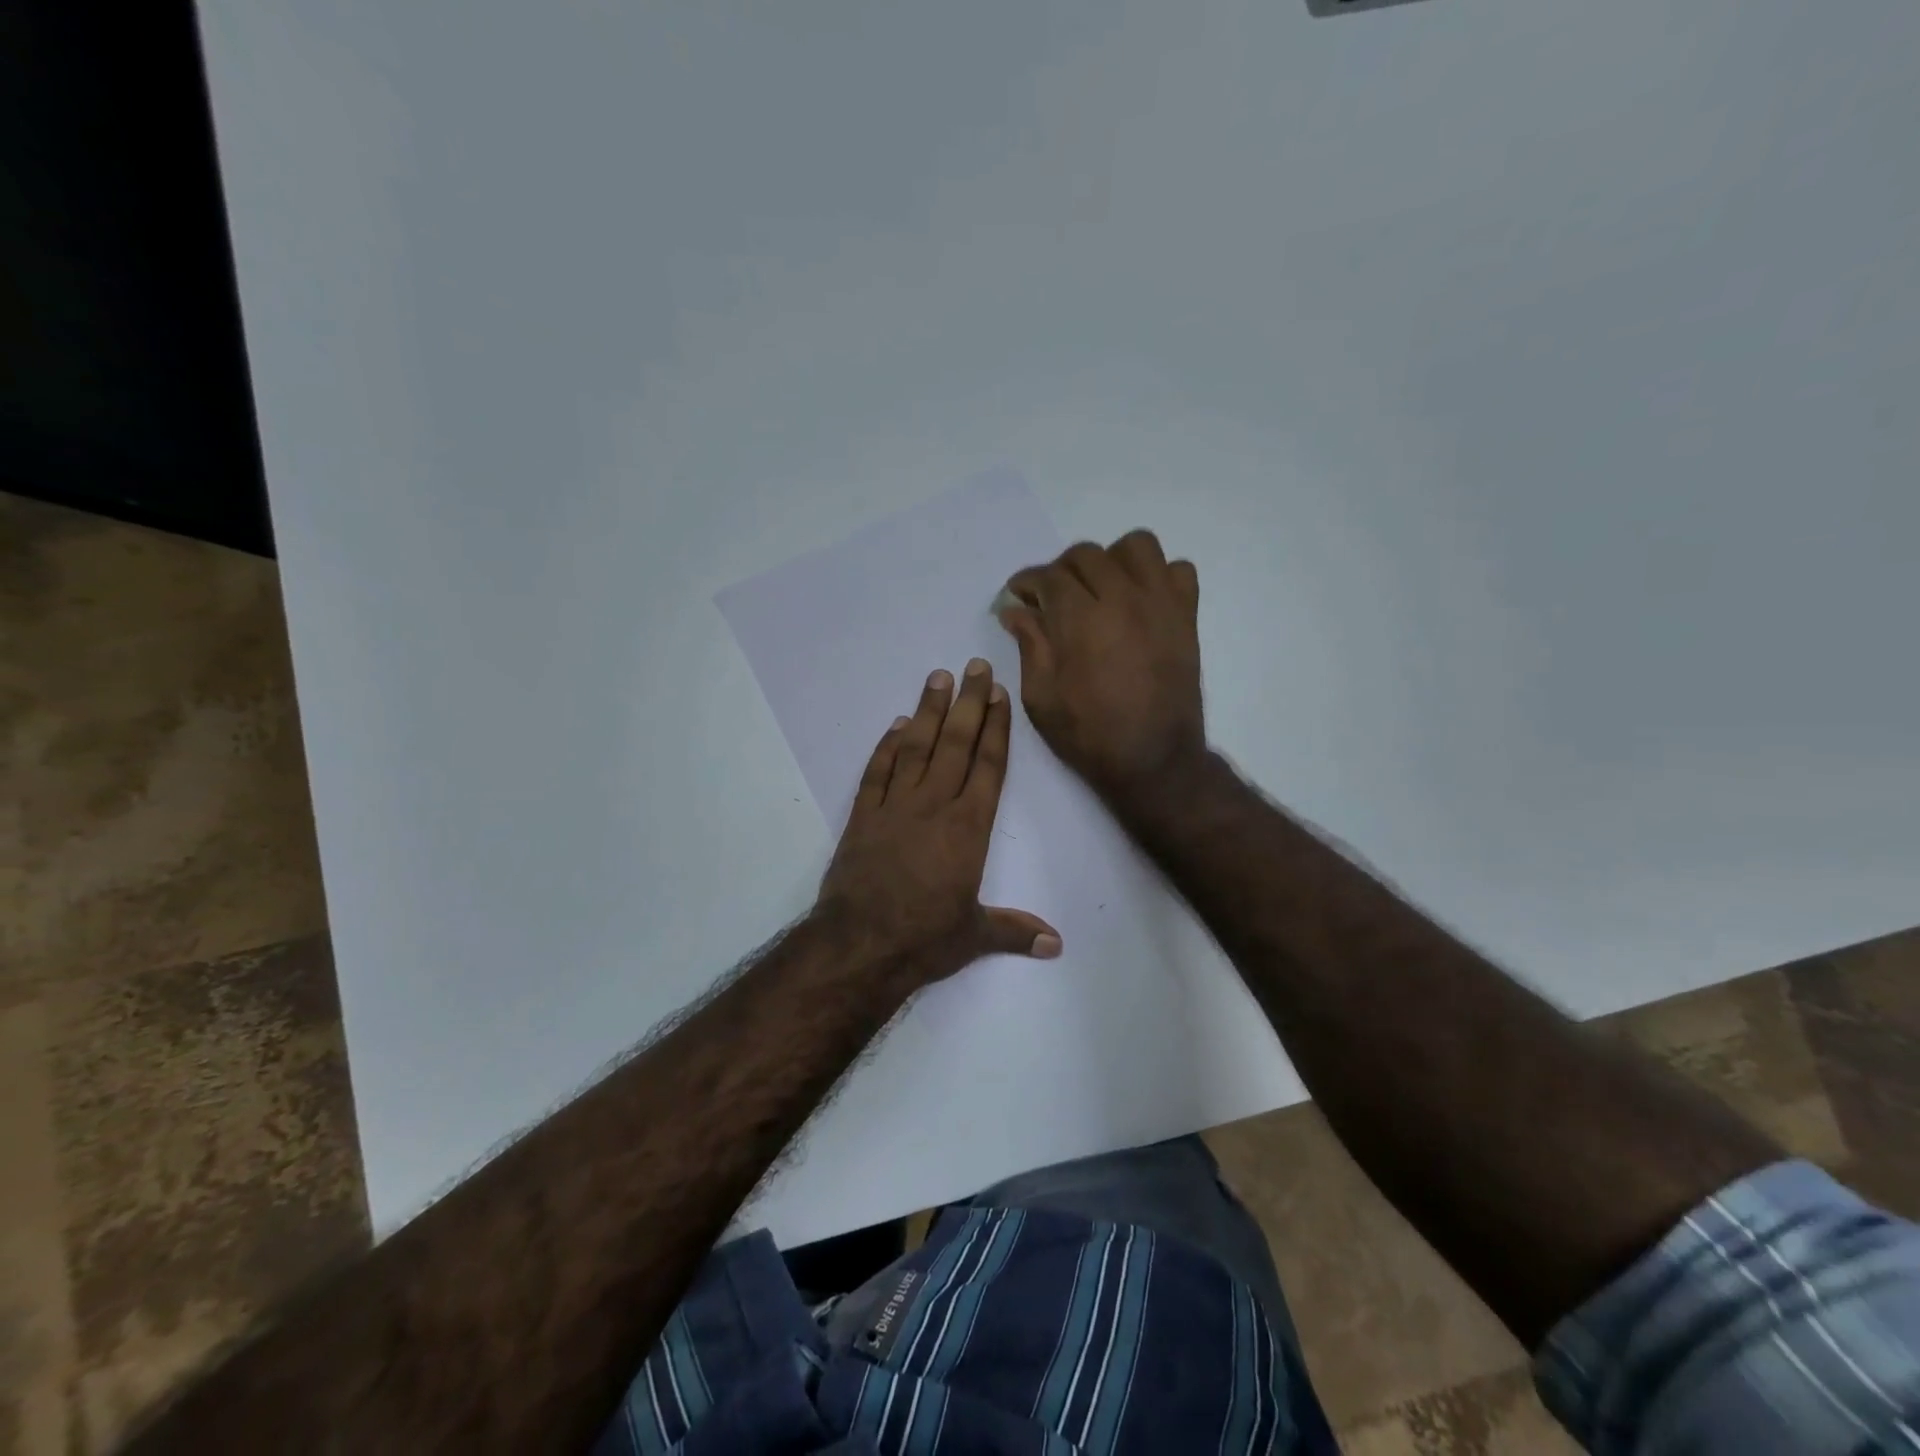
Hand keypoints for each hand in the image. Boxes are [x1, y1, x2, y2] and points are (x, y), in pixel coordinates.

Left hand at [817, 659, 1061, 991]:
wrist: (859, 945)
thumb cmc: (923, 939)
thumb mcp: (975, 936)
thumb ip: (1015, 931)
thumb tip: (1057, 944)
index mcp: (968, 827)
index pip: (988, 766)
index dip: (996, 728)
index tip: (999, 694)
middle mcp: (934, 805)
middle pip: (956, 744)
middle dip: (969, 703)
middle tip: (975, 666)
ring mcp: (895, 806)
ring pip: (916, 747)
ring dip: (929, 711)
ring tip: (938, 677)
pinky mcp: (863, 816)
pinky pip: (877, 771)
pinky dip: (886, 746)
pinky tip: (896, 724)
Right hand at [998, 530, 1204, 800]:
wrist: (1153, 760)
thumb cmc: (1089, 734)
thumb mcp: (1041, 697)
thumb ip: (1029, 644)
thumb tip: (1016, 609)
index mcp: (1080, 618)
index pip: (1047, 576)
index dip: (1026, 583)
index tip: (1018, 597)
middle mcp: (1122, 597)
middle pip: (1086, 555)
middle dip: (1060, 571)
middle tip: (1052, 599)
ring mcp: (1160, 603)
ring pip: (1136, 546)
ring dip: (1112, 560)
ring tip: (1101, 589)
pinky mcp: (1186, 616)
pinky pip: (1179, 569)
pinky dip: (1158, 576)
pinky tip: (1141, 601)